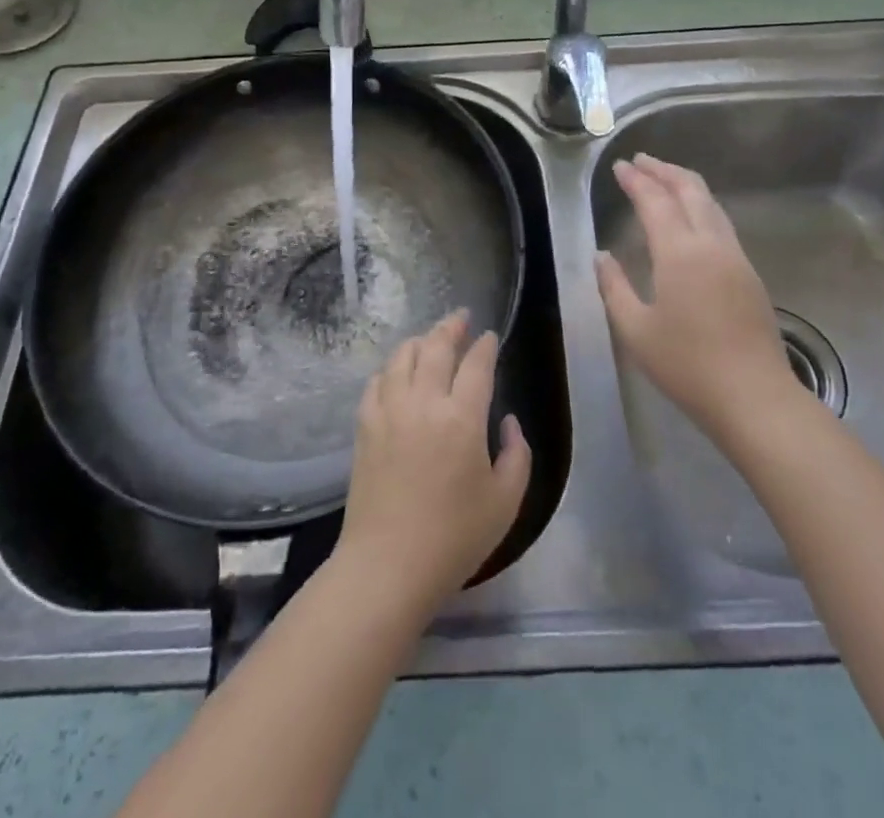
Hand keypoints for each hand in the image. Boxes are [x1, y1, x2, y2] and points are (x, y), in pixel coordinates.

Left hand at [332, 311, 531, 621]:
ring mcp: (389, 411)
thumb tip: (506, 421)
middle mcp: (424, 402)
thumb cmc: (454, 538)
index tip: (490, 336)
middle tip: (461, 317)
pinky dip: (391, 369)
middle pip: (436, 346)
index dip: (485, 346)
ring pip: (402, 356)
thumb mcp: (506, 502)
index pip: (477, 364)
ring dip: (420, 341)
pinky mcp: (365, 426)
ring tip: (430, 339)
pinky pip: (377, 382)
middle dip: (451, 327)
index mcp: (462, 417)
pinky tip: (397, 373)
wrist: (387, 565)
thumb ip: (517, 454)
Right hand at [595, 153, 801, 445]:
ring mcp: (736, 257)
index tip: (620, 166)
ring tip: (664, 179)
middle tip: (641, 161)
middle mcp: (711, 244)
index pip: (655, 201)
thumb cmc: (687, 365)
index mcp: (680, 253)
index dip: (636, 180)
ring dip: (685, 185)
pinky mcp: (749, 274)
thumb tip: (602, 256)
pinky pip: (721, 223)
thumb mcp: (635, 330)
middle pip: (690, 190)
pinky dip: (701, 205)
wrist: (754, 397)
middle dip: (664, 170)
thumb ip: (615, 287)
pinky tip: (691, 218)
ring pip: (711, 204)